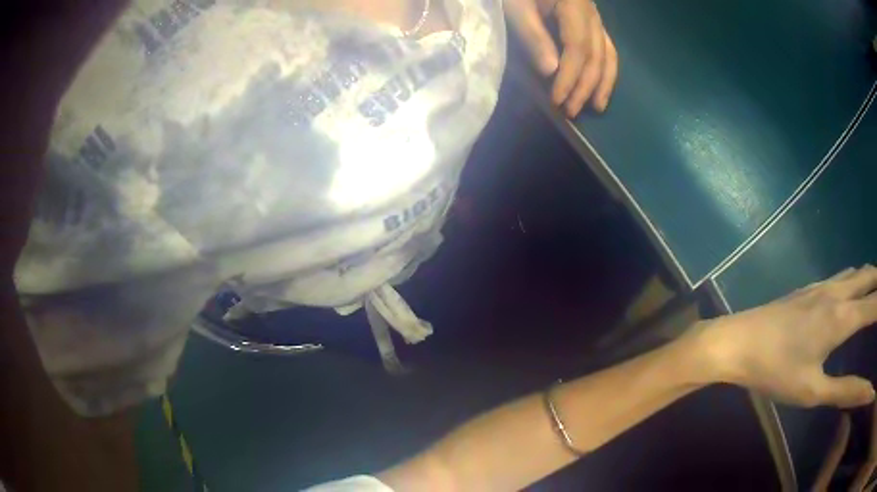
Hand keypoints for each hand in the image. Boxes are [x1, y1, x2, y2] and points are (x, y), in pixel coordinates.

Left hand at [504, 0, 617, 116]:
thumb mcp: (516, 7)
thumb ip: (533, 36)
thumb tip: (551, 72)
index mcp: (575, 6)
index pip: (578, 48)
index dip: (570, 77)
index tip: (557, 101)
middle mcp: (592, 14)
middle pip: (595, 54)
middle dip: (585, 86)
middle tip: (571, 111)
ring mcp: (596, 18)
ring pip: (608, 54)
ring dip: (603, 83)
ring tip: (597, 108)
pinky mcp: (593, 22)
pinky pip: (607, 49)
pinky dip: (606, 69)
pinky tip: (602, 85)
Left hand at [689, 266, 876, 408]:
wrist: (736, 341)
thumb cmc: (776, 371)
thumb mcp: (814, 391)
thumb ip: (846, 390)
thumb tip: (864, 392)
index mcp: (843, 317)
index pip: (875, 304)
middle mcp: (838, 292)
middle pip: (870, 276)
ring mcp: (823, 285)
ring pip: (858, 272)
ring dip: (872, 276)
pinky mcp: (811, 287)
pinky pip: (844, 275)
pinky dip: (858, 278)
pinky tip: (857, 289)